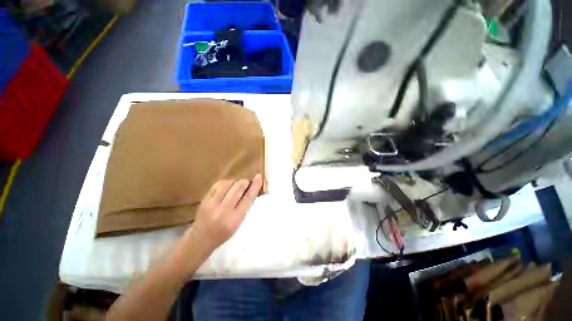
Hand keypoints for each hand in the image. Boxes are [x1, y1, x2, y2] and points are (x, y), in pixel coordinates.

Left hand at [181, 175, 262, 257]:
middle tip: (246, 183)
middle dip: (244, 182)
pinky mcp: (204, 200)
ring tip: (236, 185)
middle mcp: (223, 211)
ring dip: (235, 181)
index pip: (248, 198)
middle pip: (238, 188)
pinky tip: (227, 186)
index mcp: (235, 219)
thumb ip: (245, 207)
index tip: (258, 176)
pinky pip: (217, 184)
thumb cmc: (223, 233)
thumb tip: (251, 189)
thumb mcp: (238, 224)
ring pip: (228, 184)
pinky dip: (225, 182)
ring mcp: (212, 204)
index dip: (254, 186)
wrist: (200, 239)